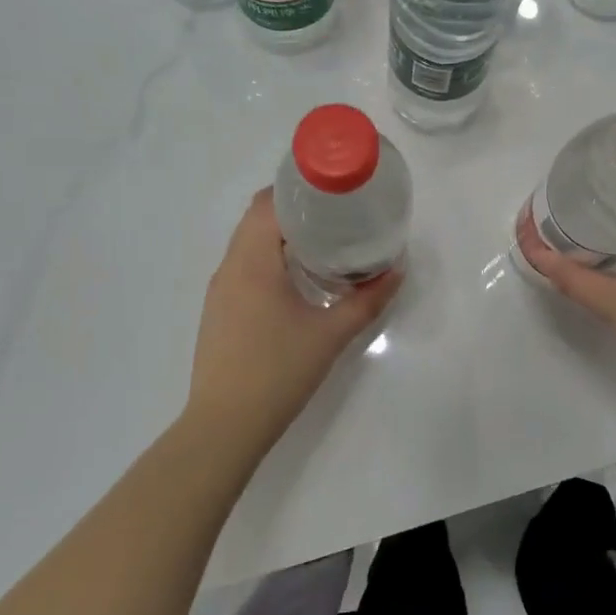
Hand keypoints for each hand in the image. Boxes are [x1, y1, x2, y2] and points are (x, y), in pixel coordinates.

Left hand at [186, 189, 401, 449]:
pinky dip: (269, 258)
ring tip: (323, 241)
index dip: (298, 187)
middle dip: (295, 208)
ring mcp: (220, 290)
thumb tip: (396, 270)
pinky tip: (297, 278)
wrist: (224, 426)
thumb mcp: (331, 335)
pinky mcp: (219, 311)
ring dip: (280, 234)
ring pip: (247, 243)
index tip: (333, 189)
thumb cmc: (278, 372)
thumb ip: (367, 300)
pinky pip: (244, 266)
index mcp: (251, 262)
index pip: (267, 203)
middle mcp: (229, 267)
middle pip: (256, 218)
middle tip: (337, 213)